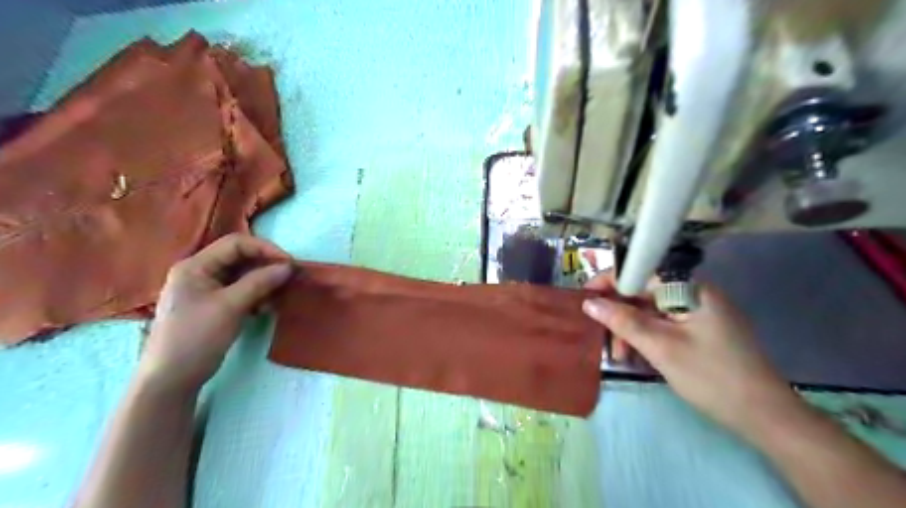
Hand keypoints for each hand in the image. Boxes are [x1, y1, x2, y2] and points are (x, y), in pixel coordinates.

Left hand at [138, 234, 294, 391]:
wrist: (172, 379)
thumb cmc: (196, 337)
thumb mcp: (231, 306)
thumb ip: (259, 282)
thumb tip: (288, 267)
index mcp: (195, 266)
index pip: (236, 244)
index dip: (265, 249)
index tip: (289, 264)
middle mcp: (199, 272)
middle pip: (240, 259)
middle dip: (266, 267)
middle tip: (289, 279)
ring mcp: (206, 290)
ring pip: (243, 276)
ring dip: (264, 283)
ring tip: (278, 298)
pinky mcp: (214, 306)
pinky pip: (241, 291)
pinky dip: (257, 296)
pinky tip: (265, 309)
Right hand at [580, 275, 798, 436]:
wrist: (765, 416)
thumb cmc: (711, 377)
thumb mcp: (660, 347)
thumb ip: (623, 321)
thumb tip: (589, 303)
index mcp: (689, 288)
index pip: (639, 272)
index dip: (609, 282)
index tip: (585, 299)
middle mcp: (694, 293)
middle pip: (643, 293)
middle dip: (619, 314)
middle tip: (602, 340)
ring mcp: (699, 312)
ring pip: (651, 311)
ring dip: (630, 330)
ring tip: (619, 357)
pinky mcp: (701, 329)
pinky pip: (663, 324)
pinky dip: (646, 337)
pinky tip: (637, 356)